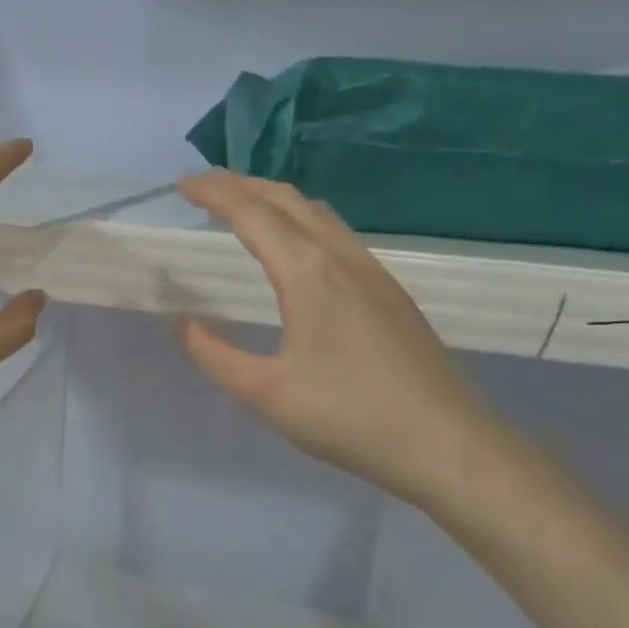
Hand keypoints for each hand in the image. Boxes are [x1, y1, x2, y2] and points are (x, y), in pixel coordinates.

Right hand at [174, 170, 501, 510]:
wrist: (447, 443)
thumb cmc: (350, 416)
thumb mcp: (266, 392)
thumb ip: (214, 355)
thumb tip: (182, 324)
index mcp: (308, 274)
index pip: (252, 215)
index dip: (215, 194)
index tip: (183, 183)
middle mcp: (341, 258)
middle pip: (286, 201)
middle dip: (242, 184)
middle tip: (205, 185)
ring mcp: (372, 272)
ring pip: (317, 214)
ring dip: (274, 200)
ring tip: (245, 206)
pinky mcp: (390, 292)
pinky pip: (337, 234)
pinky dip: (302, 220)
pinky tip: (298, 247)